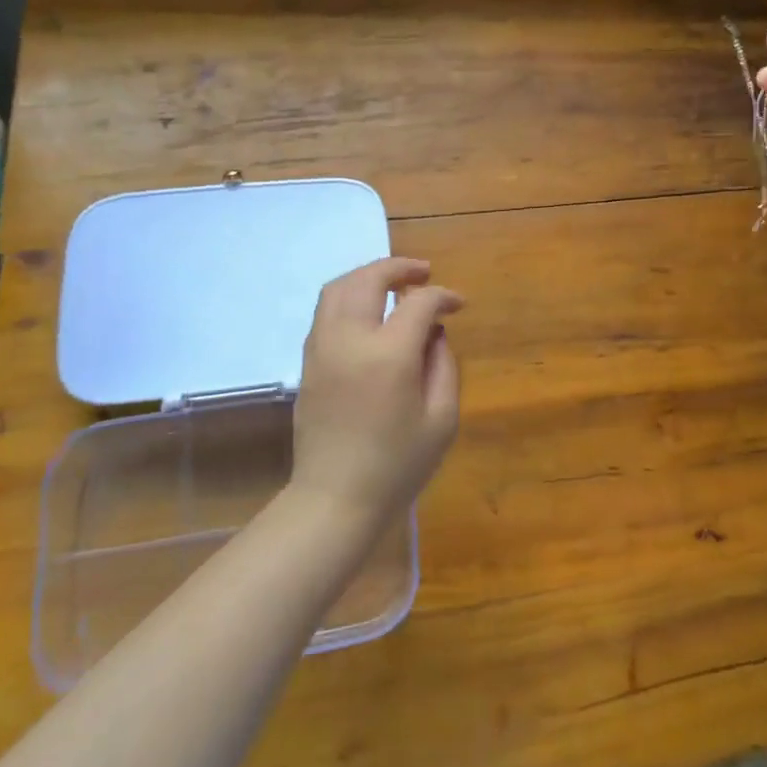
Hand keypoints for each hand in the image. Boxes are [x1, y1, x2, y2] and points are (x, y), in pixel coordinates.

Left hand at [290, 257, 462, 527]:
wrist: (336, 499)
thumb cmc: (397, 465)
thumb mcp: (441, 419)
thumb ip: (443, 365)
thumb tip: (434, 332)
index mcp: (388, 354)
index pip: (418, 302)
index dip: (442, 296)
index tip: (458, 305)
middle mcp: (350, 339)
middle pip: (369, 279)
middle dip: (400, 268)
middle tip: (424, 272)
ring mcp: (322, 348)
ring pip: (338, 287)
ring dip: (368, 276)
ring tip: (393, 283)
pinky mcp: (308, 361)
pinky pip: (325, 310)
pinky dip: (348, 295)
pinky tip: (368, 311)